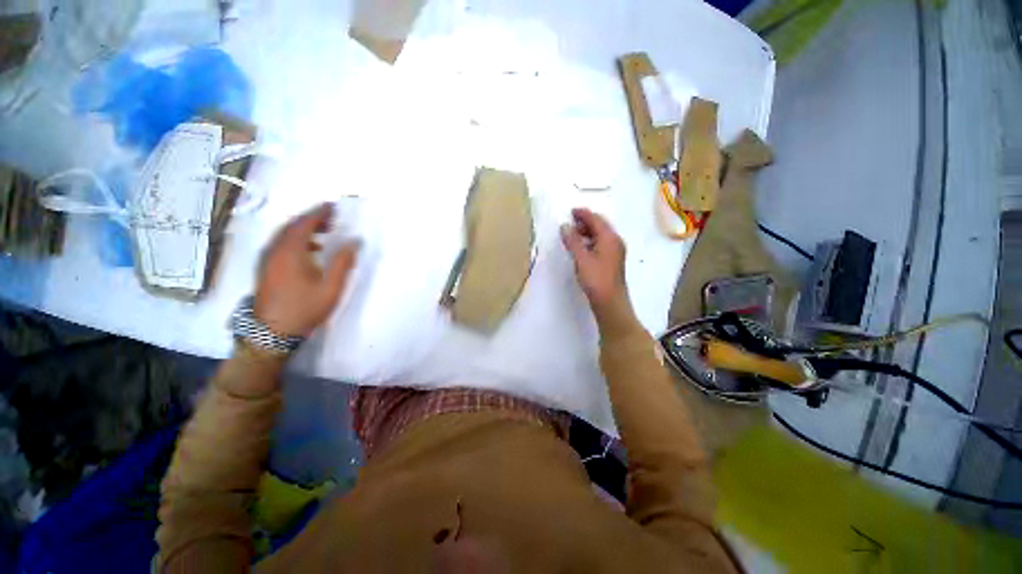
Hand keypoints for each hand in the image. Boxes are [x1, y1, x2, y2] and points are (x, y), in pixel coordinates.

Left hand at [254, 203, 359, 337]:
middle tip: (332, 217)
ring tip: (325, 231)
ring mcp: (267, 259)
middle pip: (292, 226)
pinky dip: (296, 239)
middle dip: (312, 218)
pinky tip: (311, 249)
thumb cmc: (304, 308)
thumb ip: (343, 263)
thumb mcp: (331, 287)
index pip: (304, 224)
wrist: (272, 332)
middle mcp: (275, 251)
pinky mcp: (266, 268)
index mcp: (290, 252)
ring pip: (285, 235)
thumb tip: (354, 242)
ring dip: (304, 228)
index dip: (319, 213)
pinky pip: (281, 244)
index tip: (333, 206)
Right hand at [560, 208, 629, 314]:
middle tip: (570, 223)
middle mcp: (615, 241)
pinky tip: (581, 248)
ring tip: (573, 235)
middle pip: (600, 225)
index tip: (571, 211)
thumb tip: (565, 226)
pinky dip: (590, 241)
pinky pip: (601, 244)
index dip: (583, 214)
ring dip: (587, 232)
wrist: (610, 302)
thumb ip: (573, 241)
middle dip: (585, 222)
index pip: (596, 219)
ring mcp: (615, 251)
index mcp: (609, 238)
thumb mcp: (581, 258)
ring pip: (601, 235)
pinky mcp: (612, 261)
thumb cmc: (596, 279)